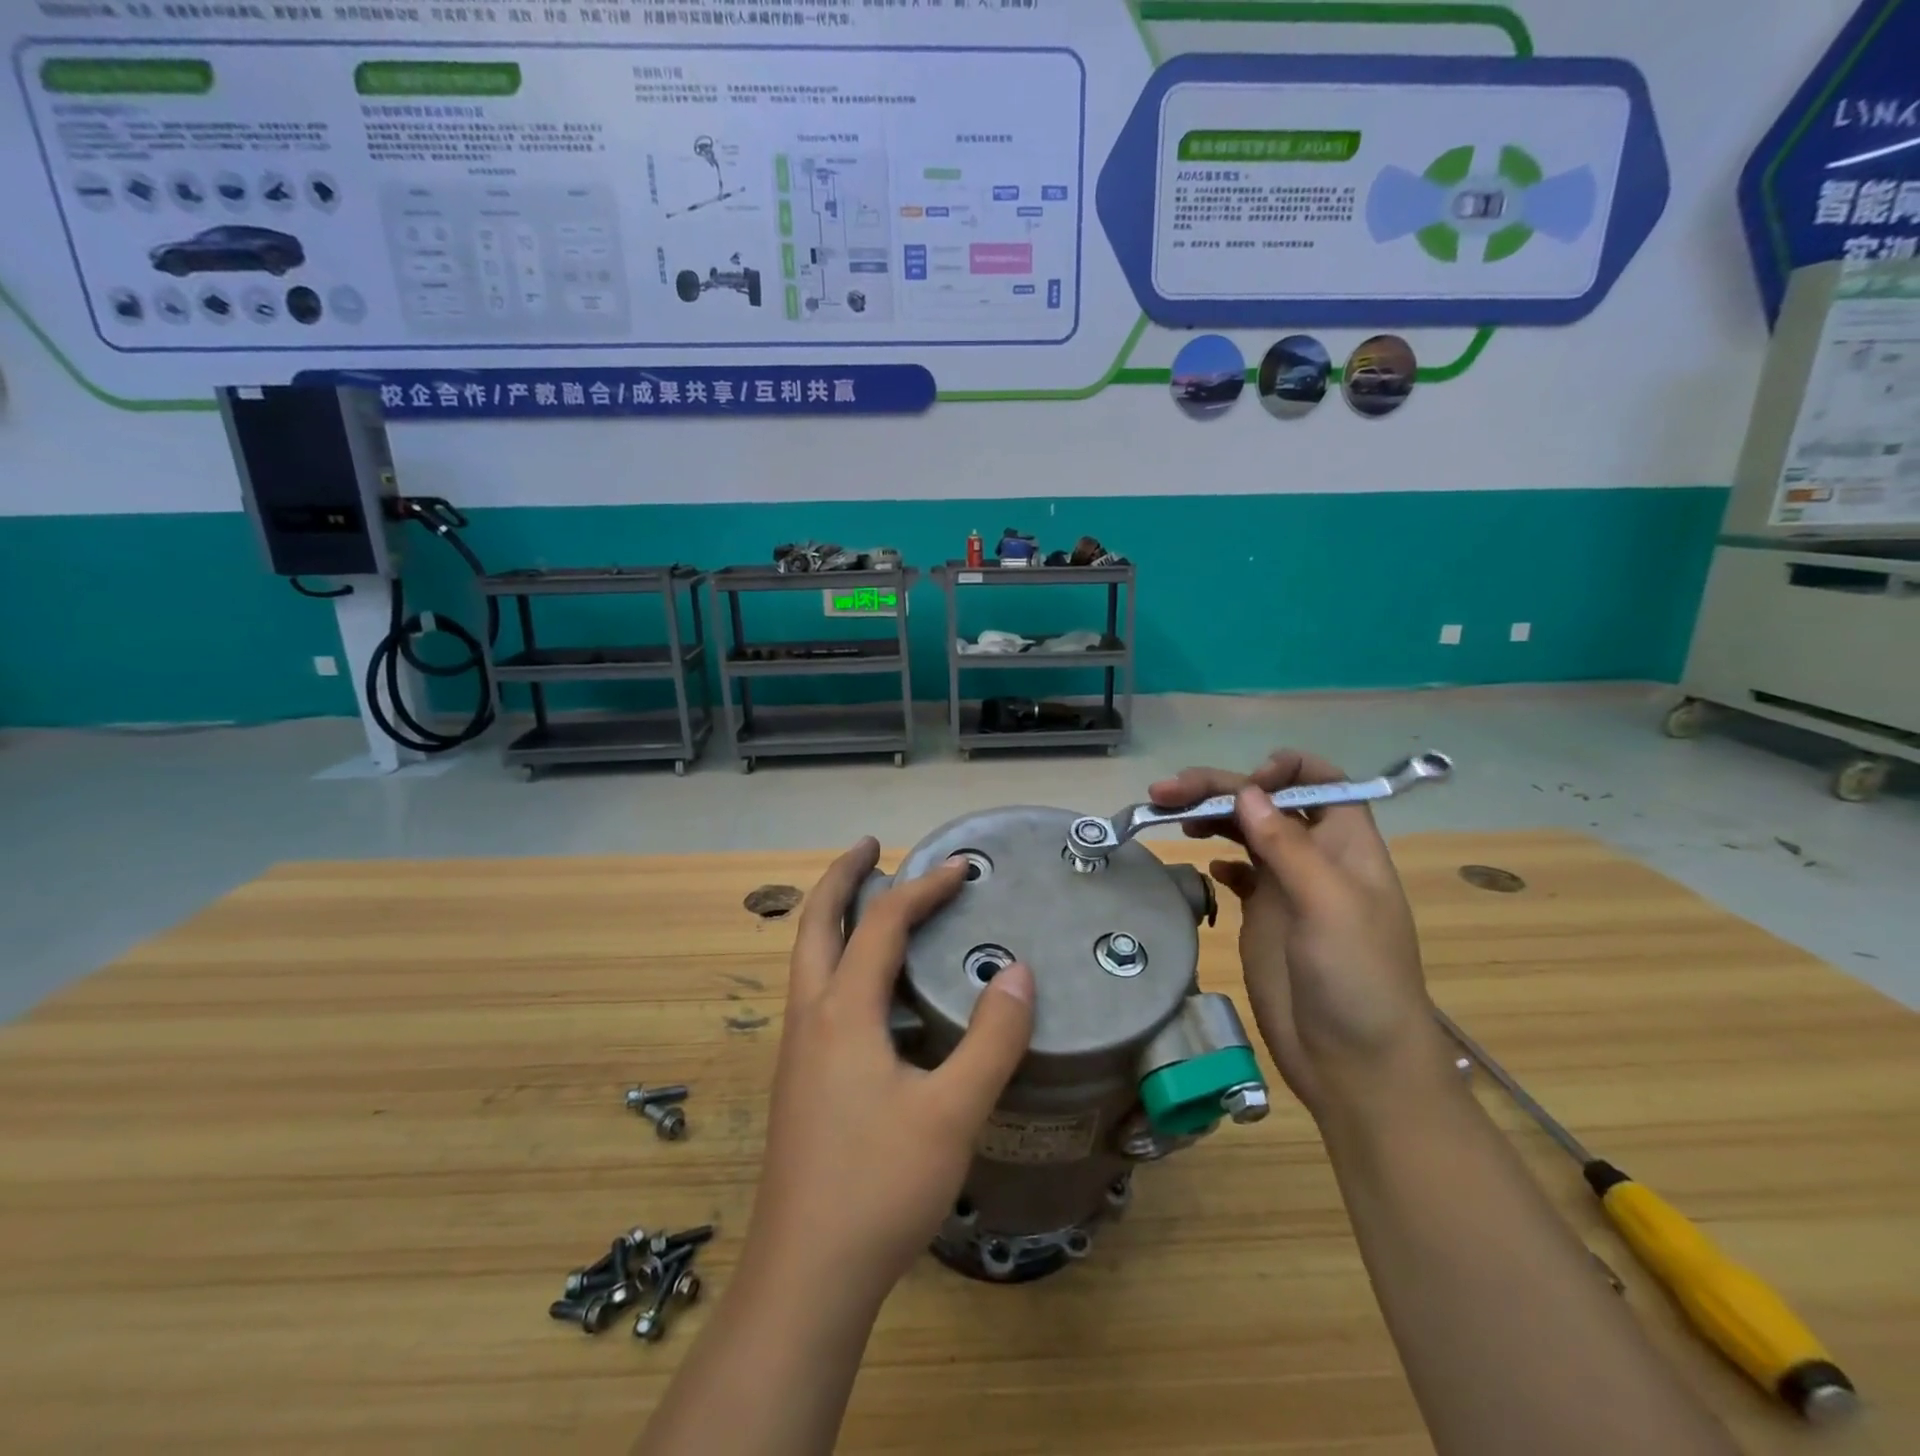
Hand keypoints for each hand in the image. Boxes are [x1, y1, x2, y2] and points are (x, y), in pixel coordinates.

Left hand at [742, 838, 1034, 1311]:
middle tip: (871, 847)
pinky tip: (872, 992)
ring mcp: (799, 1051)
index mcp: (842, 1012)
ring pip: (810, 960)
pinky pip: (818, 994)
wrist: (806, 1278)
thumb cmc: (879, 1188)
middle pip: (816, 924)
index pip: (883, 925)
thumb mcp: (952, 1113)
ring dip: (836, 918)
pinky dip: (839, 961)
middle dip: (842, 877)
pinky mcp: (801, 1081)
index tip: (961, 868)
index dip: (923, 889)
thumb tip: (1017, 971)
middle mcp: (811, 1018)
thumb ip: (991, 1039)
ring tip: (871, 903)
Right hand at [1148, 751, 1437, 1119]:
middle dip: (1218, 788)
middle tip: (1165, 793)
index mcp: (1345, 844)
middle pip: (1265, 801)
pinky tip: (1199, 860)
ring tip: (1169, 815)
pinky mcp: (1262, 915)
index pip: (1318, 780)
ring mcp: (1285, 885)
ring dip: (1209, 815)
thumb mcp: (1329, 906)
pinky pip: (1237, 869)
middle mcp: (1314, 856)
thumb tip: (1247, 792)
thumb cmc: (1357, 980)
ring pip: (1244, 830)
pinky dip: (1217, 856)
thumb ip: (1288, 846)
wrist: (1355, 1064)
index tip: (1244, 786)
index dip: (1282, 770)